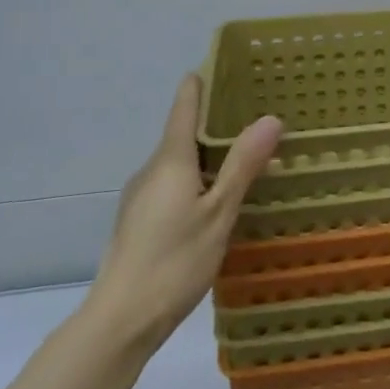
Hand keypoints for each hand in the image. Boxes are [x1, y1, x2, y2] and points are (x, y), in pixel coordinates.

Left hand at [84, 74, 280, 356]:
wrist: (119, 322)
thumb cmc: (174, 262)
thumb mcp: (219, 213)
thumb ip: (243, 166)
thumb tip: (270, 118)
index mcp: (170, 161)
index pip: (183, 107)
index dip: (200, 85)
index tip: (220, 66)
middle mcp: (151, 171)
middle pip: (181, 134)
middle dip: (213, 123)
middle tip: (252, 117)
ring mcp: (140, 198)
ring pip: (177, 164)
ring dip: (206, 156)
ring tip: (242, 159)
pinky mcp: (137, 222)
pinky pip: (171, 186)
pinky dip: (194, 181)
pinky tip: (214, 202)